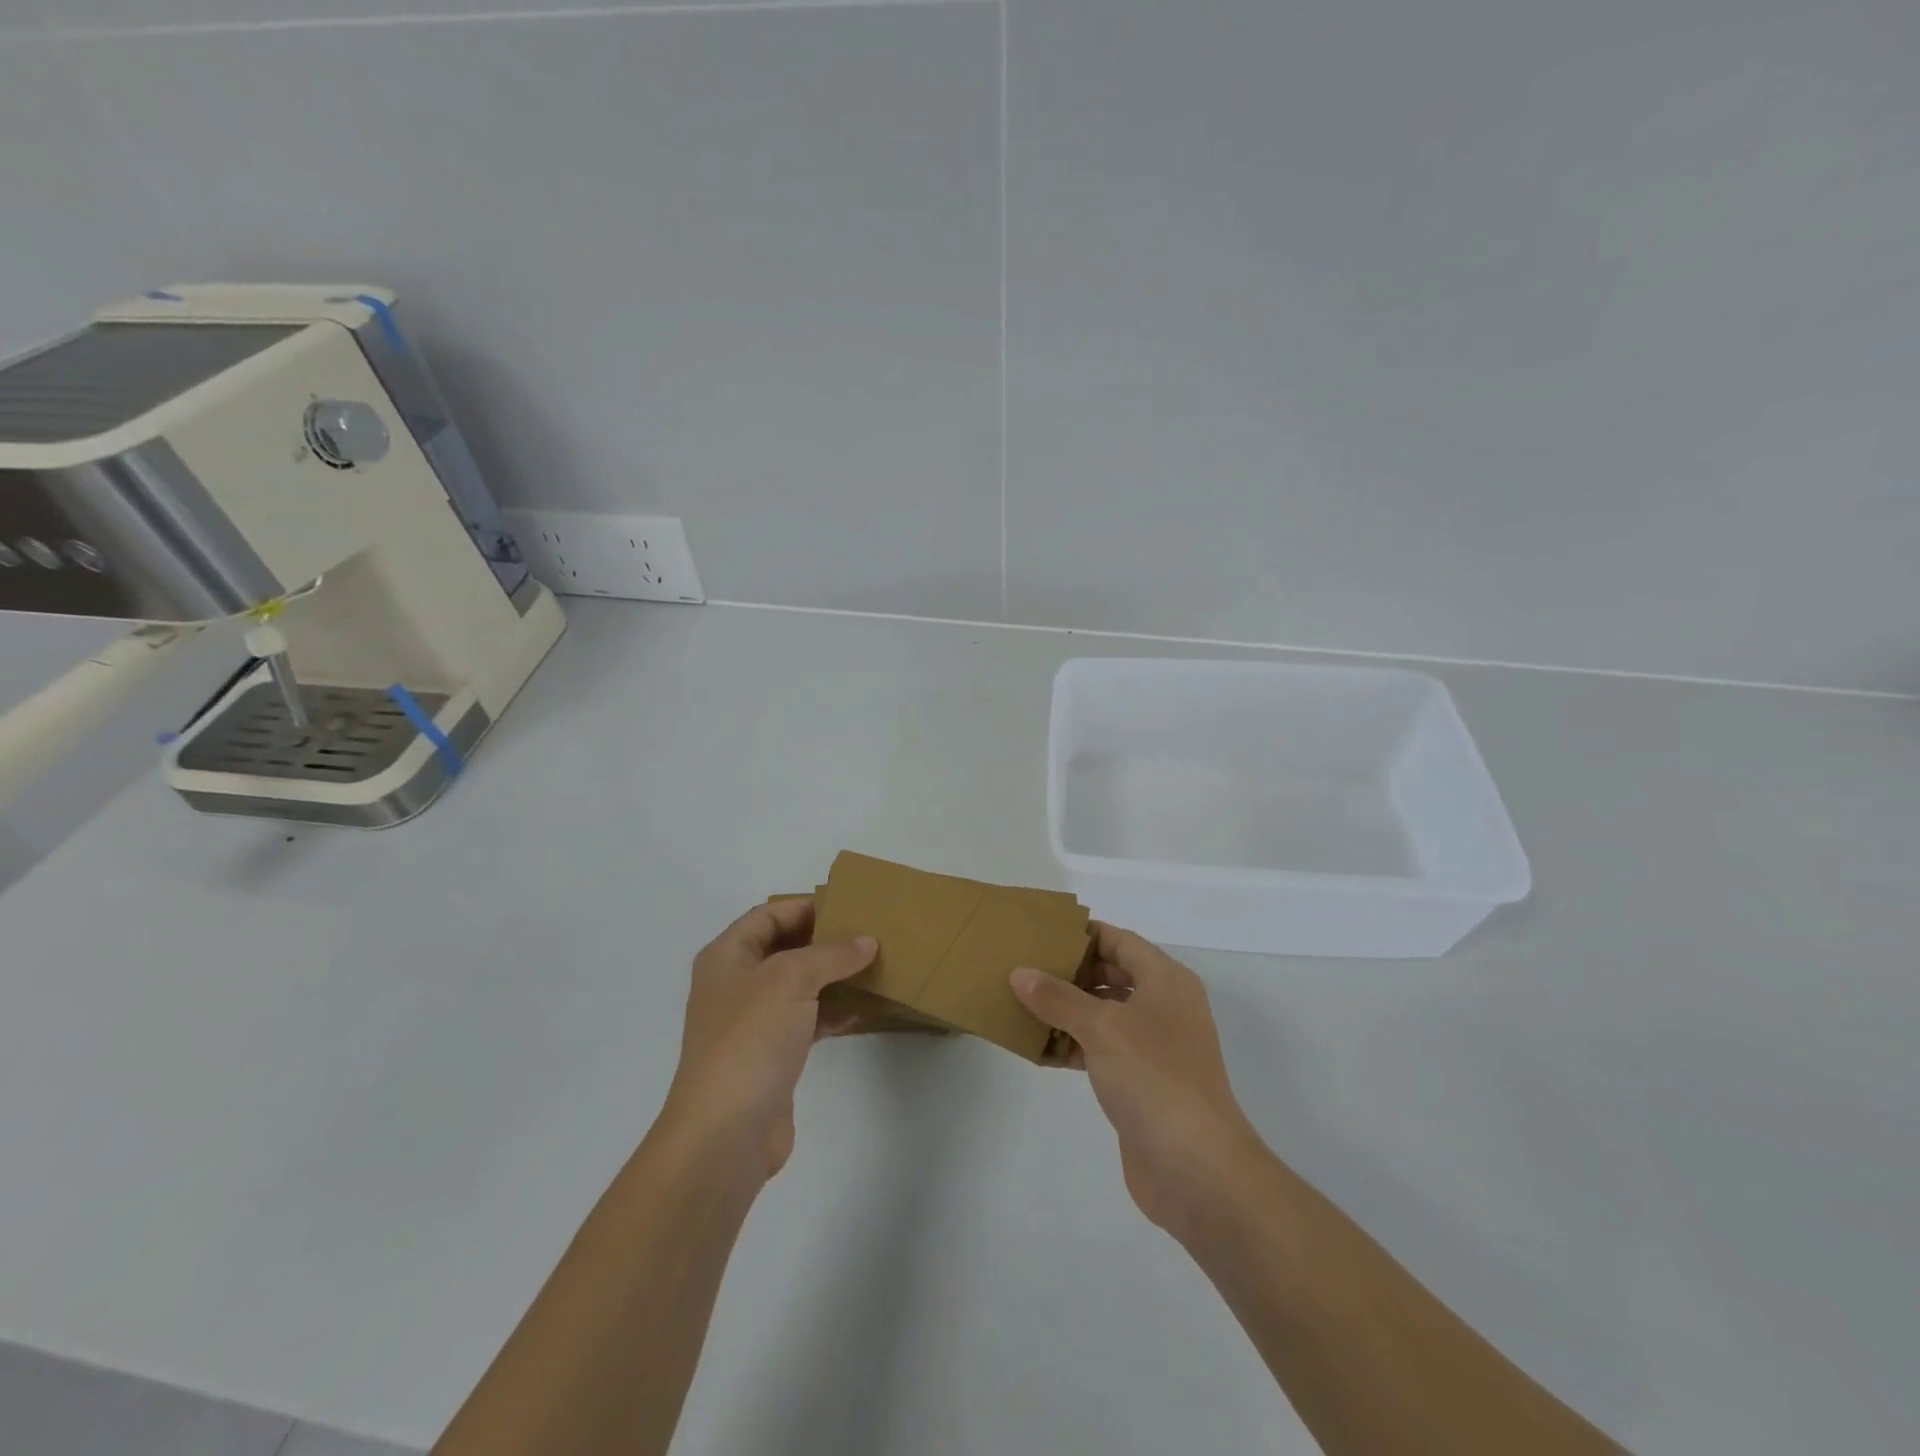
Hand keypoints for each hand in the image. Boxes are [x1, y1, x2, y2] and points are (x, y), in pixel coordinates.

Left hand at [664, 899, 876, 1181]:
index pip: (770, 914)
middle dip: (826, 940)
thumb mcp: (791, 979)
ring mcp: (753, 1021)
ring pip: (800, 984)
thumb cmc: (750, 1038)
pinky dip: (834, 1011)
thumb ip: (832, 954)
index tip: (851, 906)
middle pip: (785, 947)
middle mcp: (736, 983)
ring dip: (834, 976)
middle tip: (870, 933)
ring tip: (876, 965)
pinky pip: (808, 1019)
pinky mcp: (772, 1055)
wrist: (725, 1132)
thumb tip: (867, 941)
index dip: (807, 905)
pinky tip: (865, 1009)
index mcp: (728, 956)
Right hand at [1011, 924, 1262, 1237]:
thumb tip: (1020, 974)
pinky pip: (1101, 1050)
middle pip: (1112, 976)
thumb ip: (1059, 998)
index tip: (1042, 932)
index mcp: (1166, 981)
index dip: (1084, 934)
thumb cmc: (1155, 1078)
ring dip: (1066, 1011)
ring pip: (1103, 1015)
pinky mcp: (1140, 1082)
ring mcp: (1154, 1047)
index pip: (1121, 942)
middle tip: (1024, 967)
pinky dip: (1073, 1047)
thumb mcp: (1103, 1027)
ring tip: (1020, 1004)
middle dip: (1070, 973)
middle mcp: (1163, 1007)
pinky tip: (1038, 1050)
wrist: (1197, 1169)